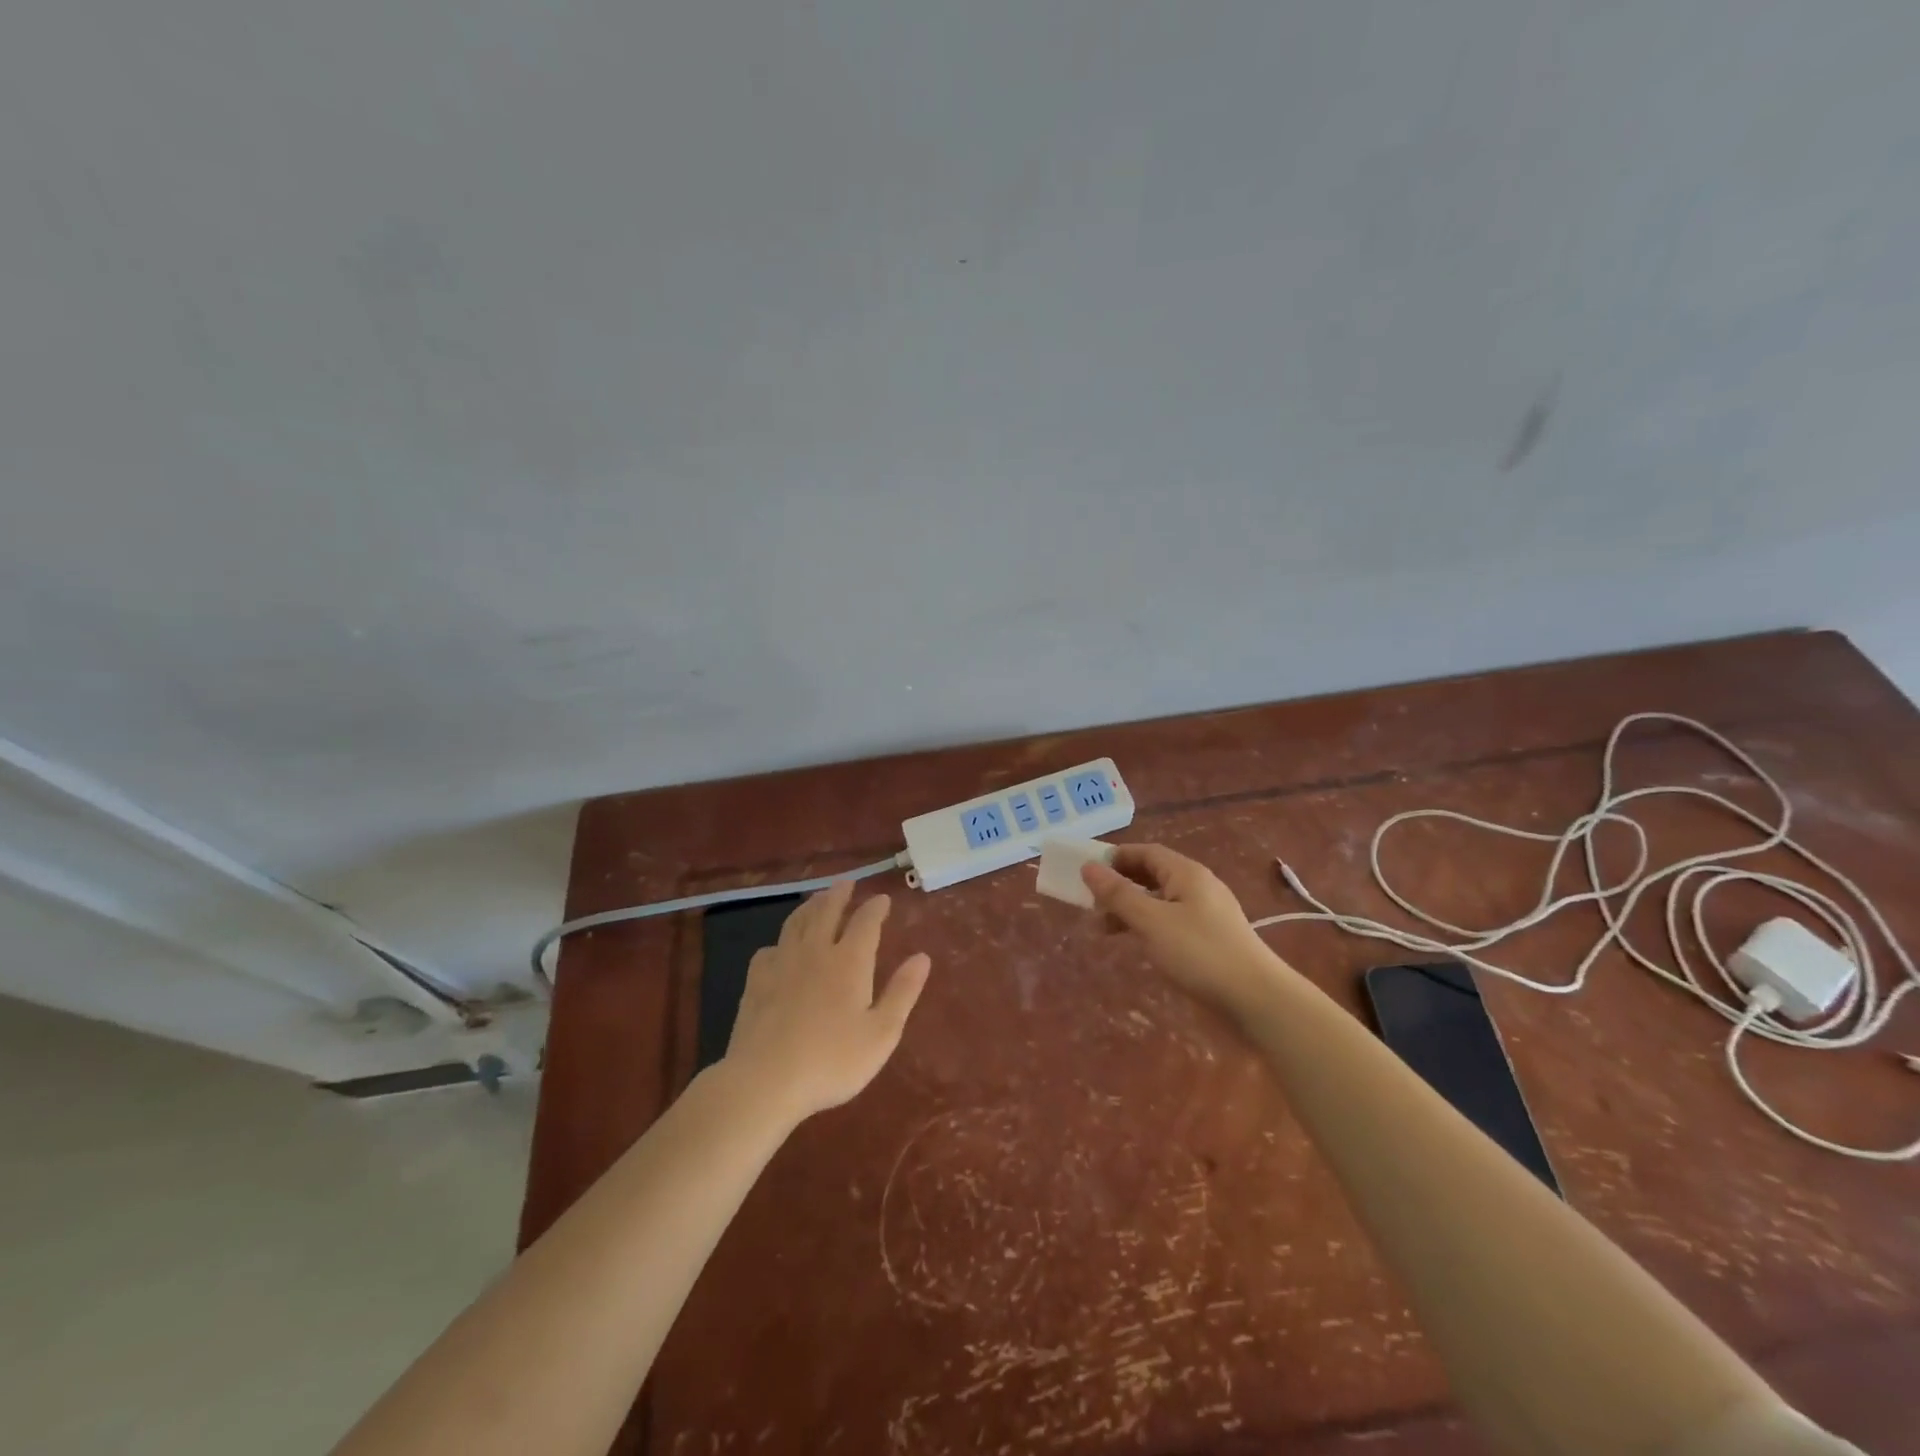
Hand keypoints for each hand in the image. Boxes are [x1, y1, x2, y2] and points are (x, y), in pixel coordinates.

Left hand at [722, 880, 930, 1123]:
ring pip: (796, 923)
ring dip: (810, 907)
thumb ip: (902, 992)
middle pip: (826, 911)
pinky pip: (769, 950)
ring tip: (817, 900)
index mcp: (849, 961)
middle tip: (846, 883)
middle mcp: (815, 951)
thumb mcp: (881, 1033)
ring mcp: (782, 964)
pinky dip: (780, 942)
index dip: (875, 908)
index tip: (883, 899)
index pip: (865, 922)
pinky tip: (779, 949)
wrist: (765, 1080)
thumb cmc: (832, 1060)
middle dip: (839, 895)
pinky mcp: (755, 982)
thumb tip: (922, 957)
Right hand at [1082, 843, 1288, 1018]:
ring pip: (1161, 900)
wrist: (1256, 999)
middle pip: (1153, 874)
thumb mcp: (1151, 921)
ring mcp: (1207, 913)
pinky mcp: (1211, 938)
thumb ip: (1118, 894)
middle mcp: (1198, 886)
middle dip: (1121, 886)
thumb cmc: (1199, 953)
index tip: (1087, 874)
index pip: (1146, 852)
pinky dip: (1149, 926)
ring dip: (1132, 909)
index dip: (1116, 858)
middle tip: (1093, 905)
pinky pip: (1172, 920)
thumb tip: (1088, 867)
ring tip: (1107, 930)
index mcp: (1186, 873)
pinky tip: (1139, 943)